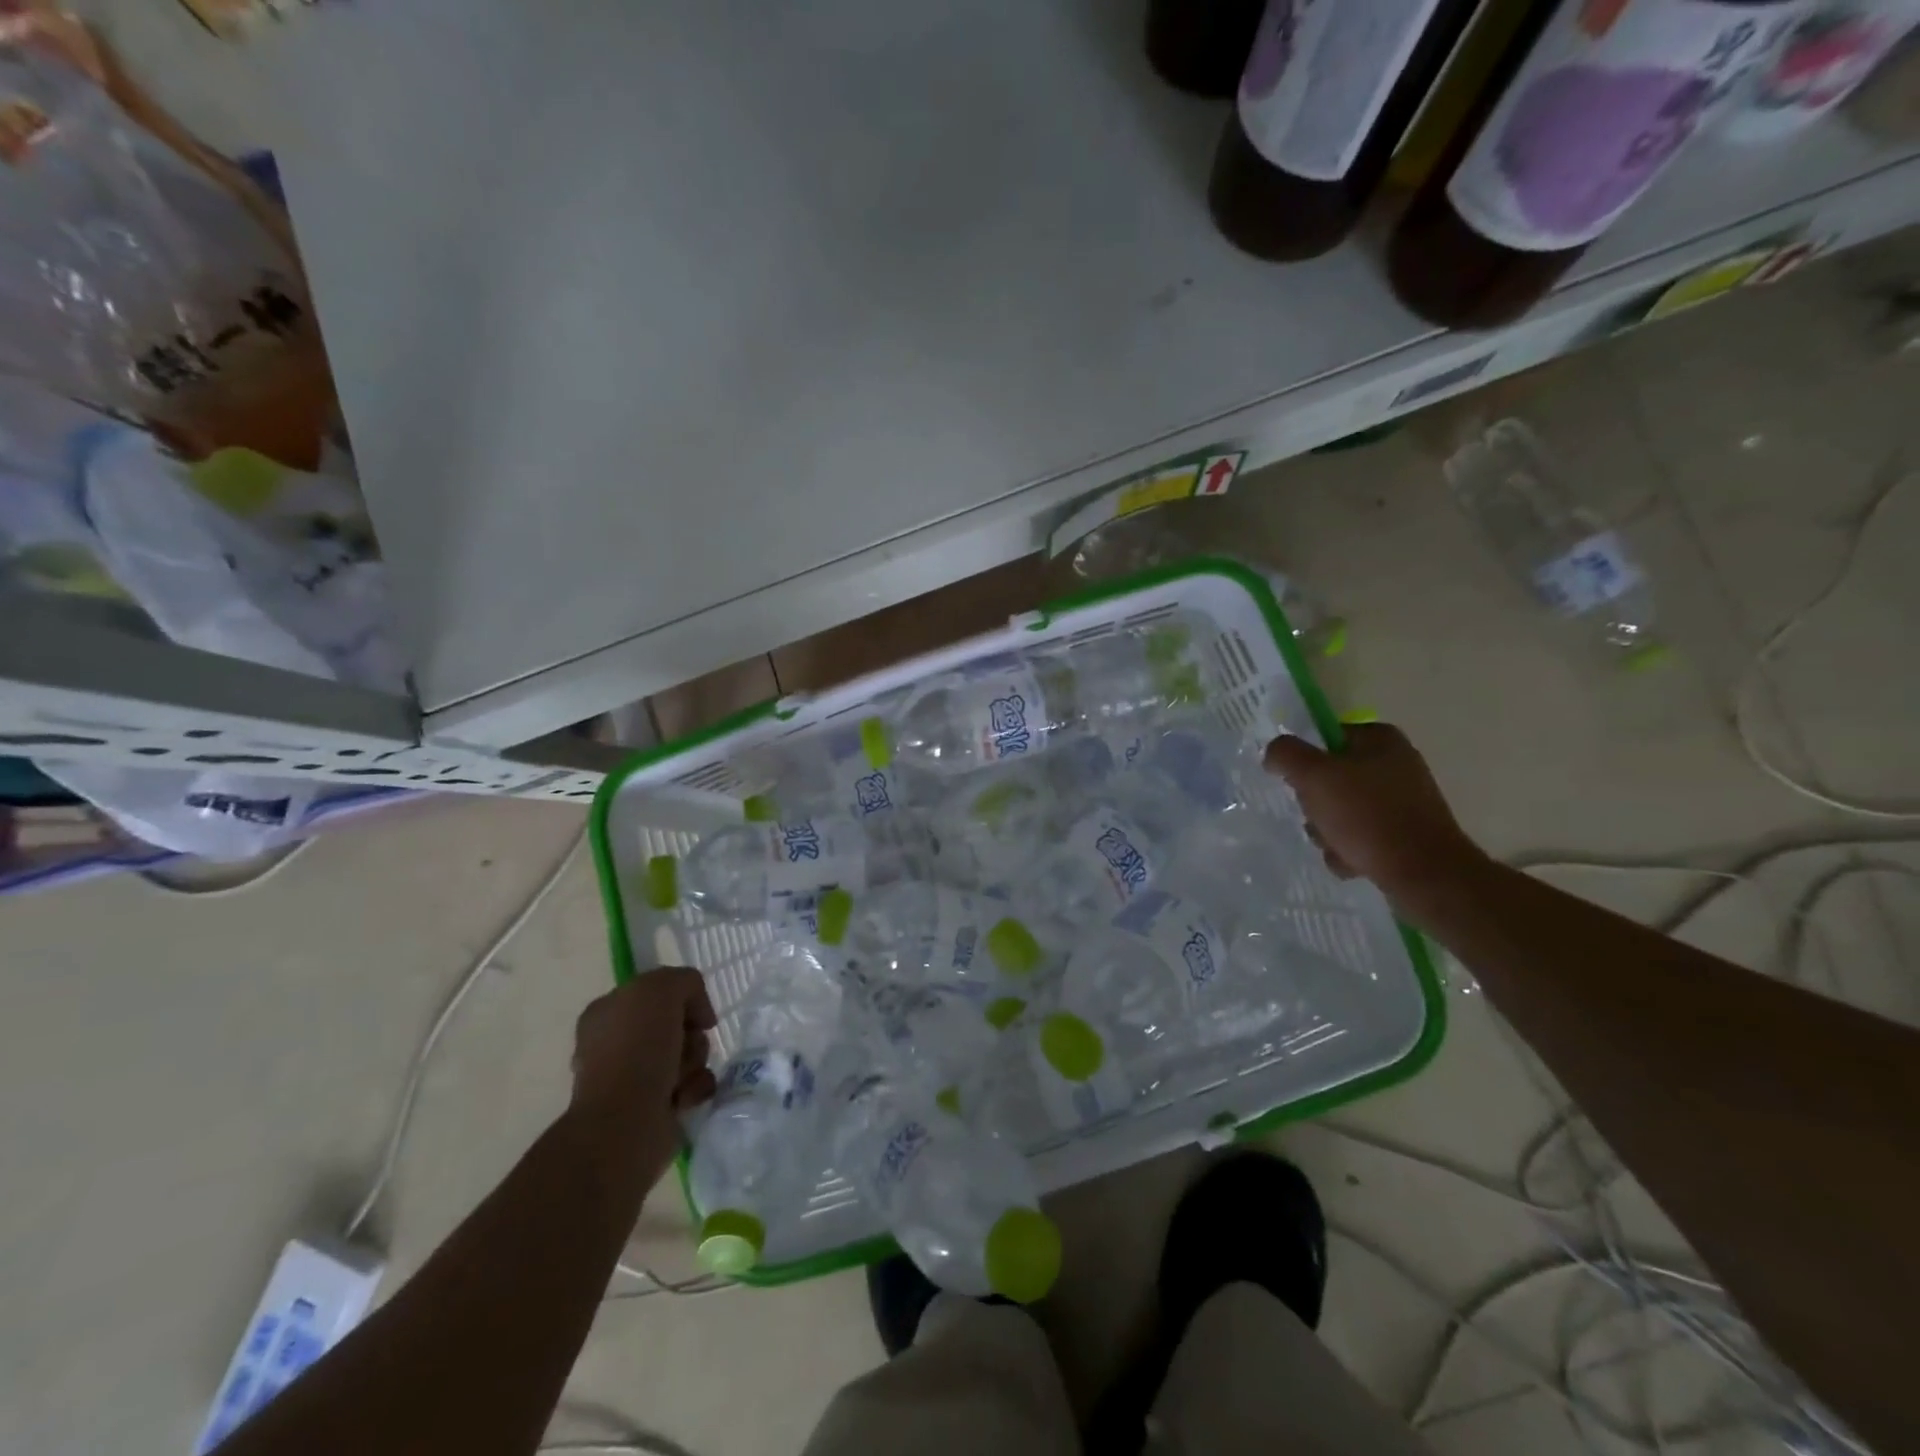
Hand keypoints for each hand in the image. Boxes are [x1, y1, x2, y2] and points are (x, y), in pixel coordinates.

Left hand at [568, 967, 716, 1159]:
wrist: (625, 1122)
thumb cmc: (637, 1049)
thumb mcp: (662, 988)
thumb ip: (684, 981)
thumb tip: (696, 1014)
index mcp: (608, 1012)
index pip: (658, 992)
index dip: (682, 998)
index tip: (692, 1013)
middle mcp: (616, 1042)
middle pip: (677, 1023)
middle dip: (691, 1034)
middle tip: (685, 1046)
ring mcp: (633, 1077)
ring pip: (688, 1053)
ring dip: (695, 1061)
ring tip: (683, 1078)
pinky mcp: (653, 1106)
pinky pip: (691, 1084)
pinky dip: (695, 1088)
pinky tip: (686, 1097)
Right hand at [1264, 723, 1489, 909]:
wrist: (1423, 872)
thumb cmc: (1366, 815)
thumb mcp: (1314, 776)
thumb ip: (1286, 754)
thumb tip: (1275, 753)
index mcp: (1380, 739)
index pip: (1325, 738)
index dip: (1304, 761)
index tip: (1297, 784)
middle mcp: (1396, 763)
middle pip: (1330, 777)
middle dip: (1315, 804)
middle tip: (1317, 817)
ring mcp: (1404, 799)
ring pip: (1342, 810)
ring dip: (1327, 830)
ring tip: (1335, 845)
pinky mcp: (1406, 832)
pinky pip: (1361, 835)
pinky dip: (1349, 849)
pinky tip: (1351, 861)